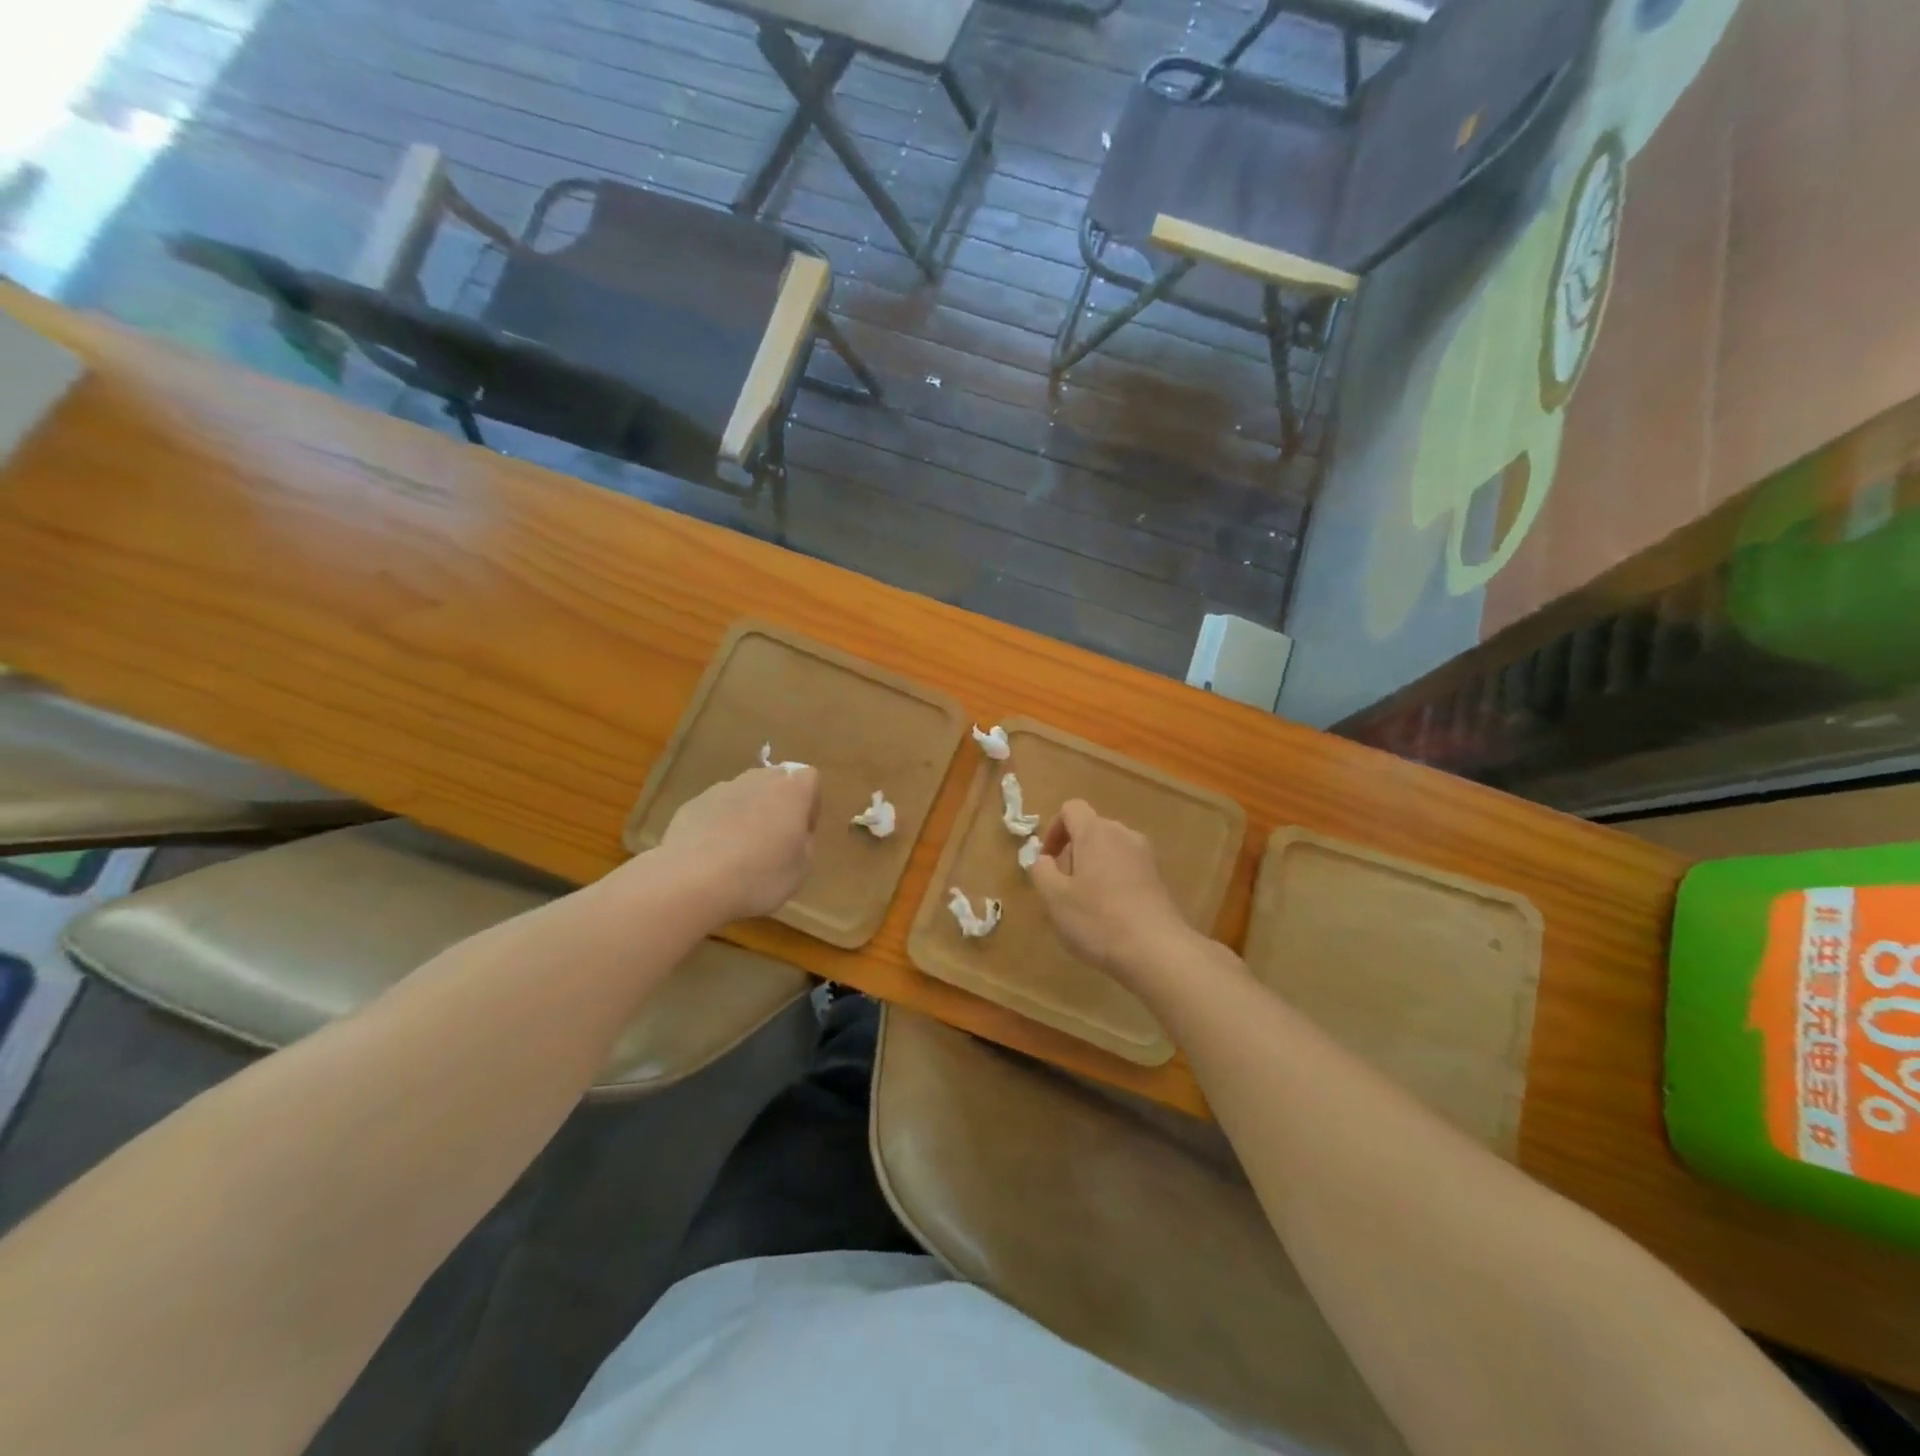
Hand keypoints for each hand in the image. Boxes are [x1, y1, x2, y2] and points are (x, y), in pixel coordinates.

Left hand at [659, 766, 820, 922]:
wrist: (692, 882)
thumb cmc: (759, 876)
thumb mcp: (801, 869)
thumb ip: (804, 843)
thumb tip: (794, 834)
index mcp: (791, 790)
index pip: (809, 779)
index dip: (810, 805)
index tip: (802, 832)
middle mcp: (757, 780)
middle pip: (775, 781)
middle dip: (778, 805)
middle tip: (774, 841)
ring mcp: (721, 789)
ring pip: (744, 794)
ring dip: (747, 814)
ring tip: (740, 852)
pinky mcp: (692, 804)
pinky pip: (715, 810)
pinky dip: (718, 825)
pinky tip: (712, 856)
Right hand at [1030, 799, 1195, 982]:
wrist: (1157, 950)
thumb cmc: (1098, 920)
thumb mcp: (1054, 898)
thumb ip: (1041, 870)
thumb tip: (1043, 858)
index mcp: (1096, 832)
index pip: (1071, 809)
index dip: (1054, 830)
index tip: (1047, 861)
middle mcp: (1124, 834)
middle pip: (1092, 829)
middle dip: (1073, 852)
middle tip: (1063, 887)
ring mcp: (1146, 856)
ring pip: (1110, 849)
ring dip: (1093, 867)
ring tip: (1086, 903)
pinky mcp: (1159, 878)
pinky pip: (1128, 867)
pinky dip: (1113, 880)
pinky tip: (1110, 914)